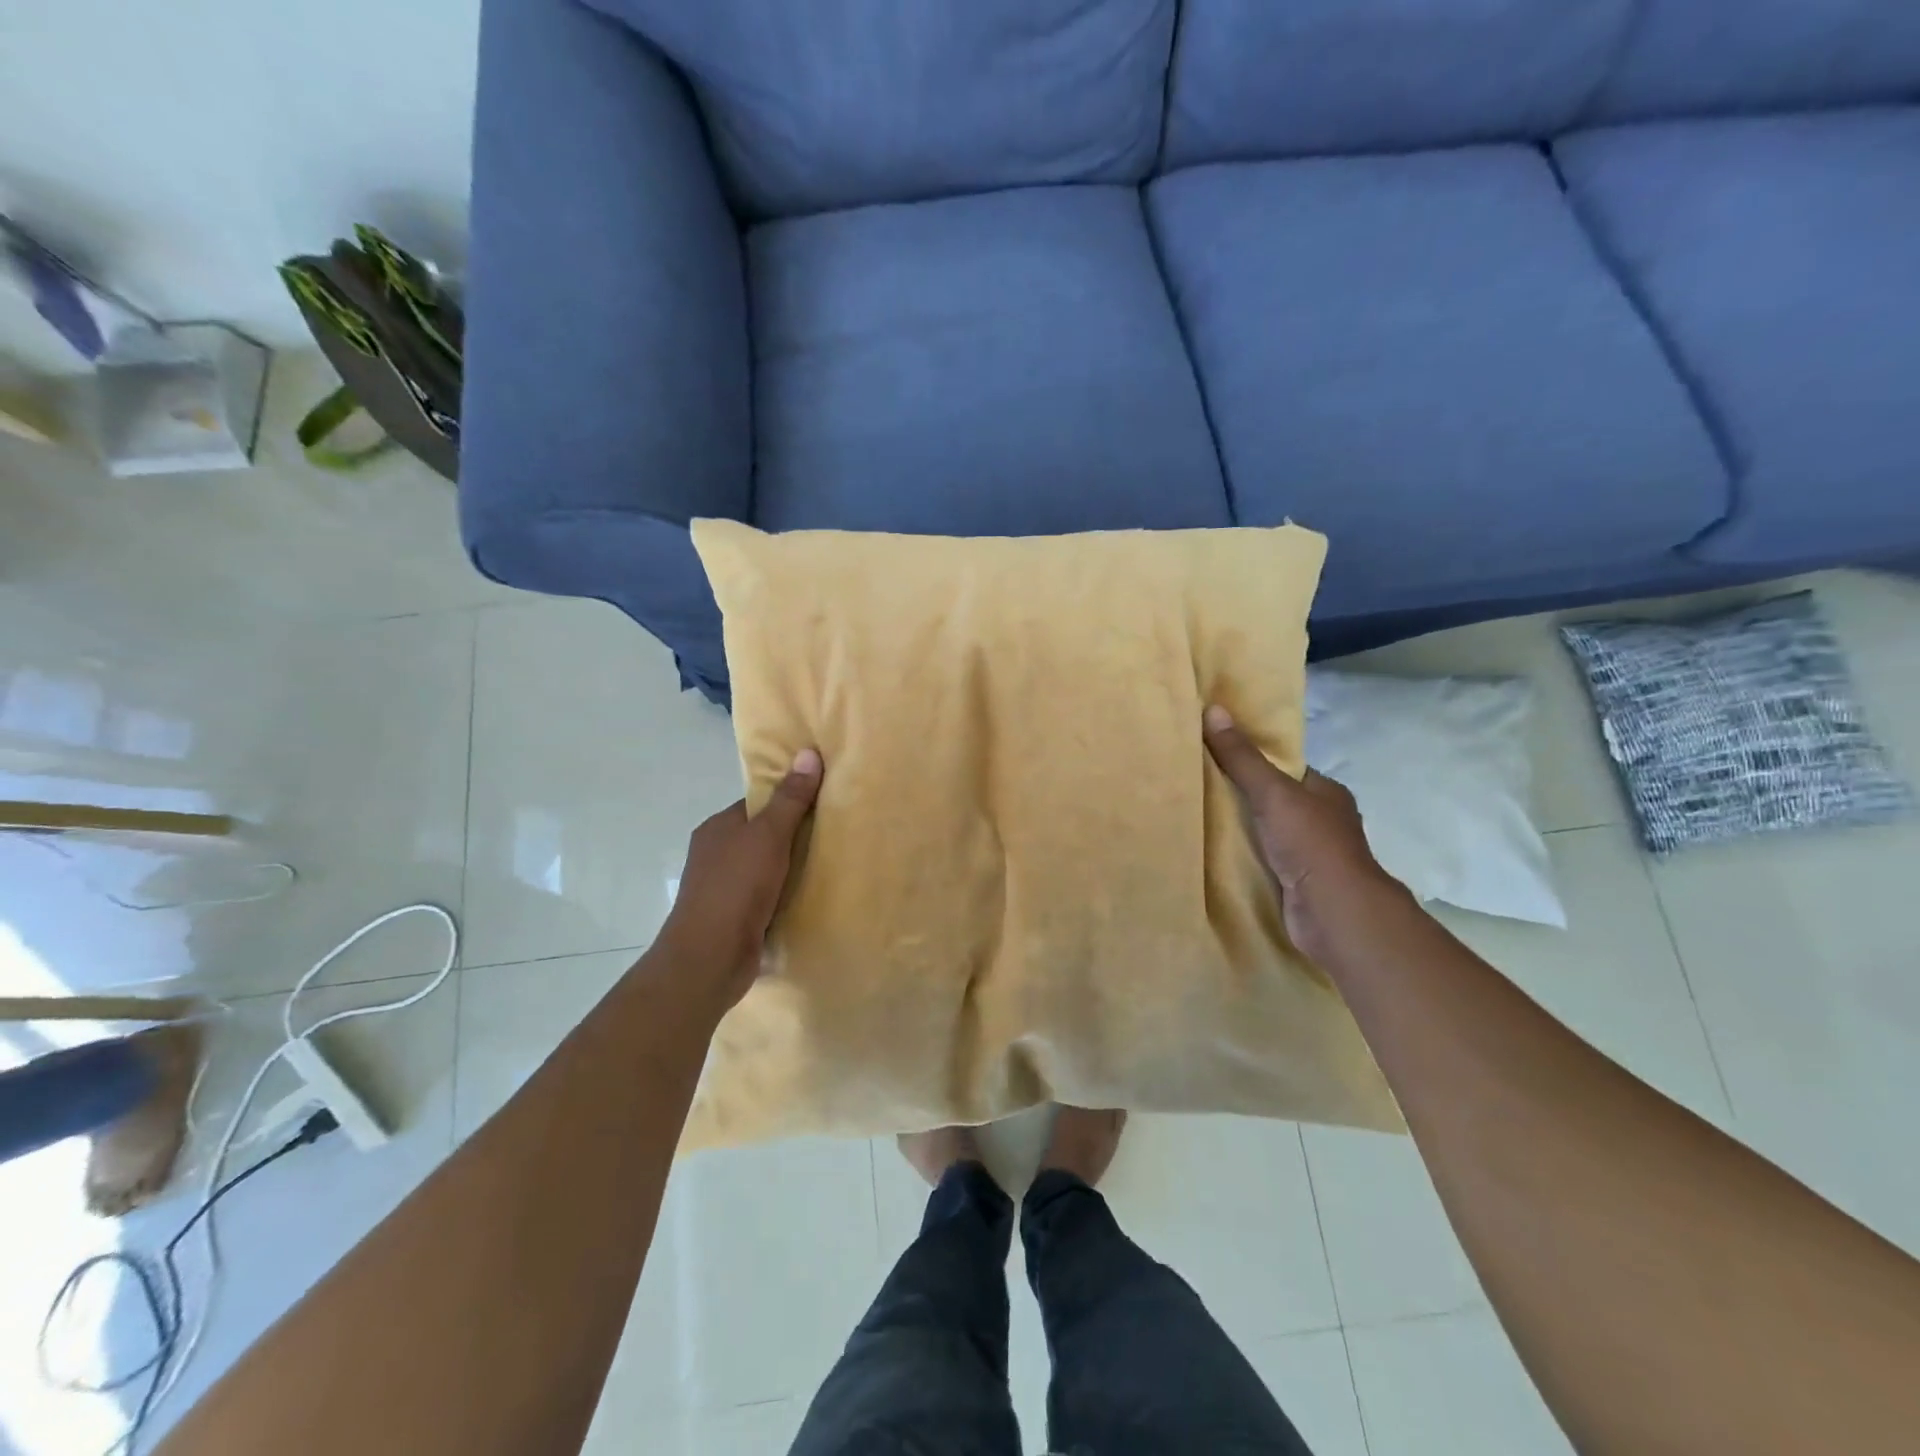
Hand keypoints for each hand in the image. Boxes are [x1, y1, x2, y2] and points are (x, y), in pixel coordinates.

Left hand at [657, 748, 822, 1008]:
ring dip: (790, 871)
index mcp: (717, 828)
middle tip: (833, 835)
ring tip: (829, 866)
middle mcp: (715, 855)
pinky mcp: (732, 918)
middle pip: (761, 837)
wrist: (709, 957)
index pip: (757, 805)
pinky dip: (784, 897)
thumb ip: (791, 799)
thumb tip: (808, 753)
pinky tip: (809, 899)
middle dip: (793, 838)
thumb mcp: (769, 835)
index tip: (822, 803)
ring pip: (764, 869)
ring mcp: (721, 889)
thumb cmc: (737, 887)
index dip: (788, 801)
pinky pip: (764, 898)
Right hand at [1203, 706, 1403, 963]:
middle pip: (1274, 801)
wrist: (1334, 912)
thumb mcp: (1272, 792)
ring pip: (1267, 833)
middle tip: (1197, 787)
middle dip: (1242, 797)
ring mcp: (1311, 855)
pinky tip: (1213, 853)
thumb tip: (1213, 709)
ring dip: (1240, 830)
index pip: (1285, 769)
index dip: (1253, 761)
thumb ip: (1242, 757)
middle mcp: (1323, 821)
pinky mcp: (1297, 884)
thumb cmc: (1310, 843)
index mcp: (1326, 793)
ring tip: (1197, 818)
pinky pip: (1263, 861)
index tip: (1215, 755)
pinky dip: (1243, 858)